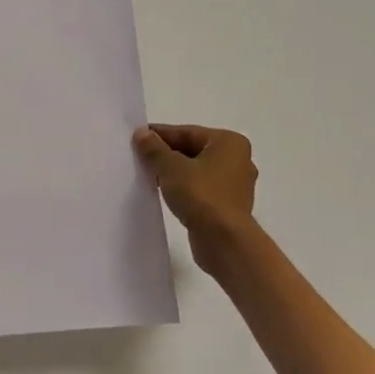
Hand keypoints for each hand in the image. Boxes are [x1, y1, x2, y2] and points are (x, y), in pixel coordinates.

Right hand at [132, 124, 257, 274]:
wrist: (224, 241)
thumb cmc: (201, 195)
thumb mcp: (171, 167)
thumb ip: (154, 148)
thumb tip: (141, 133)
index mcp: (229, 143)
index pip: (187, 132)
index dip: (159, 135)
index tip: (136, 139)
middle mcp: (237, 160)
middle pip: (193, 150)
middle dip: (166, 154)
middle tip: (138, 157)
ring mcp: (235, 185)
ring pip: (196, 170)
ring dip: (173, 172)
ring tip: (147, 175)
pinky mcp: (228, 205)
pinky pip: (201, 189)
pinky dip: (183, 188)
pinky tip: (164, 192)